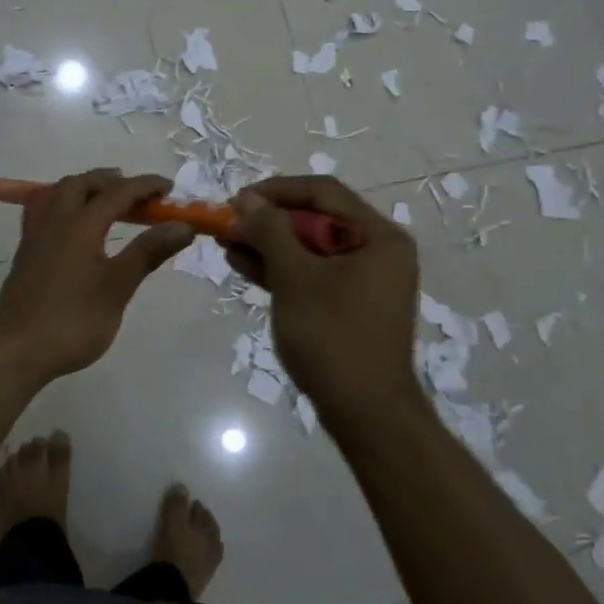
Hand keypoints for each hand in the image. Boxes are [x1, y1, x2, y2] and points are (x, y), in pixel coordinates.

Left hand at [0, 169, 193, 384]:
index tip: (169, 187)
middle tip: (135, 192)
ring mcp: (35, 236)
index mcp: (81, 225)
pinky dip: (63, 205)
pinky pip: (43, 211)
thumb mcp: (117, 288)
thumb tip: (183, 225)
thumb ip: (148, 252)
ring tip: (104, 201)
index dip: (145, 186)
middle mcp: (55, 221)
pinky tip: (71, 226)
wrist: (15, 350)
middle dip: (110, 180)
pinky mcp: (25, 253)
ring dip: (83, 188)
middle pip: (81, 184)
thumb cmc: (72, 321)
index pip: (118, 192)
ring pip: (57, 194)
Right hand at [224, 176, 419, 419]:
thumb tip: (246, 199)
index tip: (238, 199)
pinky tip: (243, 264)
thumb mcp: (295, 277)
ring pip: (309, 246)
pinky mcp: (348, 302)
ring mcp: (363, 279)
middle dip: (268, 220)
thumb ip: (270, 231)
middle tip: (228, 223)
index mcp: (378, 236)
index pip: (323, 192)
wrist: (364, 413)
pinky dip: (280, 267)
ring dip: (268, 243)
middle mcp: (376, 250)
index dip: (277, 190)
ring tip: (226, 242)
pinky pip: (311, 272)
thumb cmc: (332, 336)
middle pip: (316, 218)